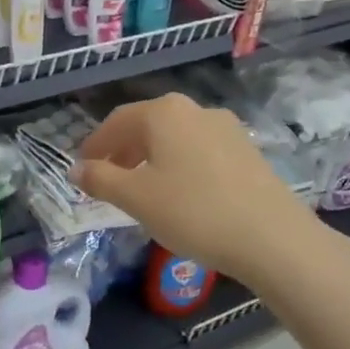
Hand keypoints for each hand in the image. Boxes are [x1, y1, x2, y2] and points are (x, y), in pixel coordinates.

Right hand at [72, 93, 329, 286]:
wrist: (274, 238)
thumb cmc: (193, 212)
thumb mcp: (135, 198)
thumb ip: (100, 179)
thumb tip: (75, 169)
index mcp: (163, 112)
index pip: (116, 122)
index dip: (95, 145)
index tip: (82, 168)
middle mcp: (194, 110)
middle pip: (146, 126)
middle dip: (123, 151)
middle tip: (108, 178)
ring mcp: (226, 128)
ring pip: (174, 138)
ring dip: (151, 158)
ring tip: (142, 189)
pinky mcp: (247, 151)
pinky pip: (199, 151)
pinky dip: (179, 165)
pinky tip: (181, 194)